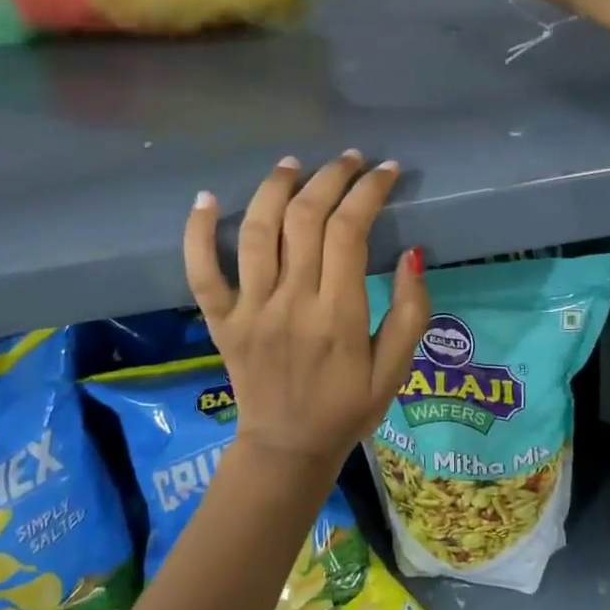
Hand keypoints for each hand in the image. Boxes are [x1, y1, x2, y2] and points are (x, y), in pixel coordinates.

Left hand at [184, 152, 429, 475]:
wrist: (287, 449)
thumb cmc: (348, 409)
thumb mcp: (396, 370)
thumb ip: (409, 313)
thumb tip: (411, 254)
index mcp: (338, 316)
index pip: (350, 231)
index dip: (368, 191)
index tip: (386, 171)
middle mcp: (291, 303)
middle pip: (305, 219)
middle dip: (330, 178)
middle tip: (348, 160)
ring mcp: (249, 310)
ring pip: (257, 231)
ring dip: (275, 188)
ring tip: (294, 164)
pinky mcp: (221, 320)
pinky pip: (202, 270)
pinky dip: (198, 232)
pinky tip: (206, 198)